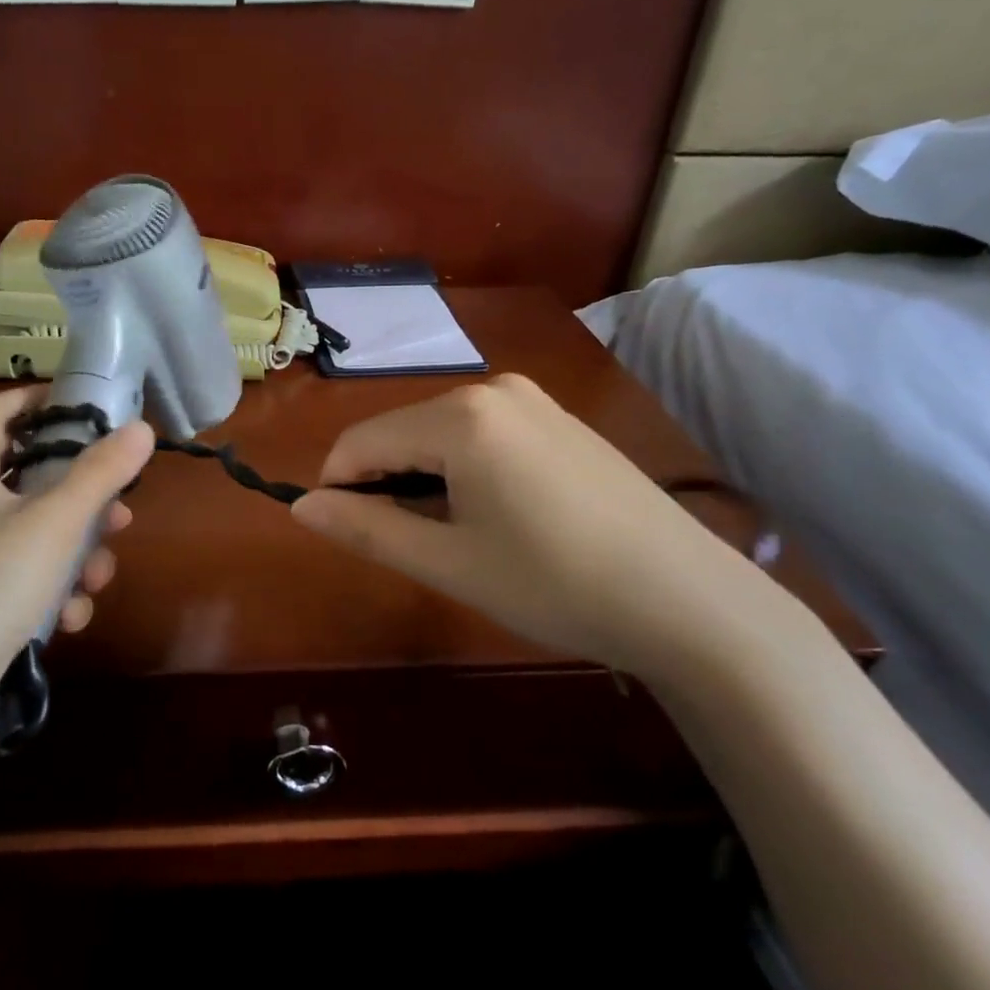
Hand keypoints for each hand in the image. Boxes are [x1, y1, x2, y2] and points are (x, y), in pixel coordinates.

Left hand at [0, 387, 154, 697]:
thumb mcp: (56, 521)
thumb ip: (102, 472)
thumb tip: (142, 428)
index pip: (6, 408)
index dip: (49, 399)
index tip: (97, 409)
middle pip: (34, 475)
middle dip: (84, 499)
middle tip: (119, 514)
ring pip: (38, 530)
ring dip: (76, 553)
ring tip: (95, 580)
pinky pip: (25, 571)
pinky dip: (52, 588)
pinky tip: (68, 616)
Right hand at [290, 374, 774, 677]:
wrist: (690, 601)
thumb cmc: (554, 583)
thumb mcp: (447, 562)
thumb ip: (365, 528)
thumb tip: (299, 507)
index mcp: (459, 416)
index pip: (360, 441)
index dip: (338, 487)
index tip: (347, 535)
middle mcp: (491, 388)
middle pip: (400, 431)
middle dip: (385, 483)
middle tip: (410, 546)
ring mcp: (532, 399)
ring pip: (439, 432)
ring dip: (423, 478)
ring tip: (455, 537)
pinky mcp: (559, 418)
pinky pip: (482, 433)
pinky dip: (463, 468)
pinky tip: (498, 516)